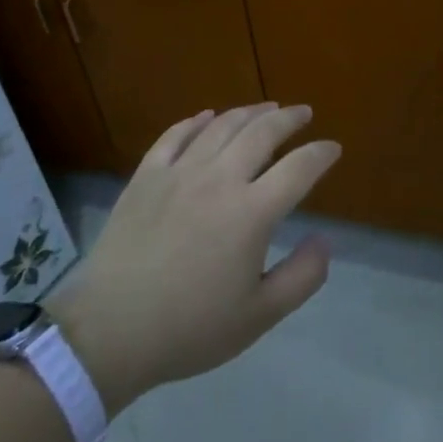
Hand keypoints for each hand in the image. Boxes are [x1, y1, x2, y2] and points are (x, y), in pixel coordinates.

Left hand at [49, 103, 338, 416]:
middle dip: (289, 118)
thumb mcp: (259, 316)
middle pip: (262, 133)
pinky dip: (196, 121)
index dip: (321, 154)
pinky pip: (175, 136)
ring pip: (221, 126)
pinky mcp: (146, 177)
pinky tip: (207, 116)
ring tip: (266, 108)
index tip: (333, 148)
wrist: (109, 333)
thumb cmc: (190, 329)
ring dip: (249, 112)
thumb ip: (302, 277)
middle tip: (303, 112)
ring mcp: (179, 173)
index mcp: (251, 212)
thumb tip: (324, 239)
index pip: (299, 168)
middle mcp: (219, 180)